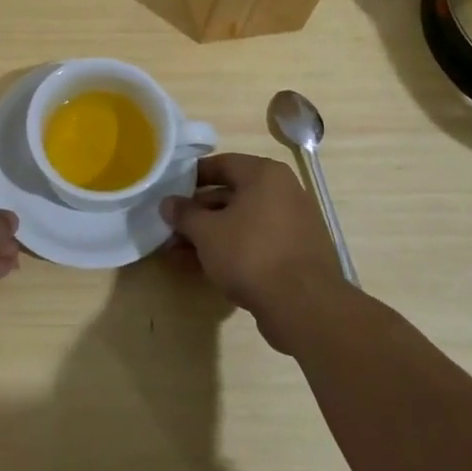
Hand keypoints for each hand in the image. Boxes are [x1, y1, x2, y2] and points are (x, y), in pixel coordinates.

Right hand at [161, 153, 345, 351]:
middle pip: (231, 195)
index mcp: (265, 174)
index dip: (192, 177)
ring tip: (179, 252)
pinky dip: (232, 250)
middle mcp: (284, 192)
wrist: (304, 306)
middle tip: (171, 228)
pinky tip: (205, 268)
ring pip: (242, 222)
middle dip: (198, 213)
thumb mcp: (206, 232)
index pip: (222, 164)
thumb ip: (184, 214)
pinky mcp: (297, 254)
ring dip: (211, 235)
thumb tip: (167, 203)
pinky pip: (257, 243)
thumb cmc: (250, 253)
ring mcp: (294, 224)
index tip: (170, 192)